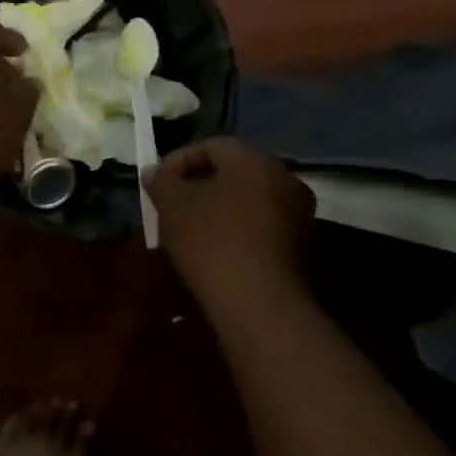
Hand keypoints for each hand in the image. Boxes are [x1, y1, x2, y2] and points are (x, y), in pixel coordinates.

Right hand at [147, 137, 314, 312]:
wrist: (261, 308)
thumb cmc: (213, 243)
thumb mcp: (173, 207)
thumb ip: (161, 181)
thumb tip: (154, 171)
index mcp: (253, 159)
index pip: (209, 146)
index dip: (178, 163)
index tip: (159, 187)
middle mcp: (282, 175)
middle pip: (231, 171)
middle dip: (199, 185)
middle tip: (173, 207)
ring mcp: (298, 211)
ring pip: (248, 198)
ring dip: (219, 207)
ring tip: (191, 230)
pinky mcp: (302, 244)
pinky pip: (262, 223)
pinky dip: (239, 228)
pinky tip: (218, 249)